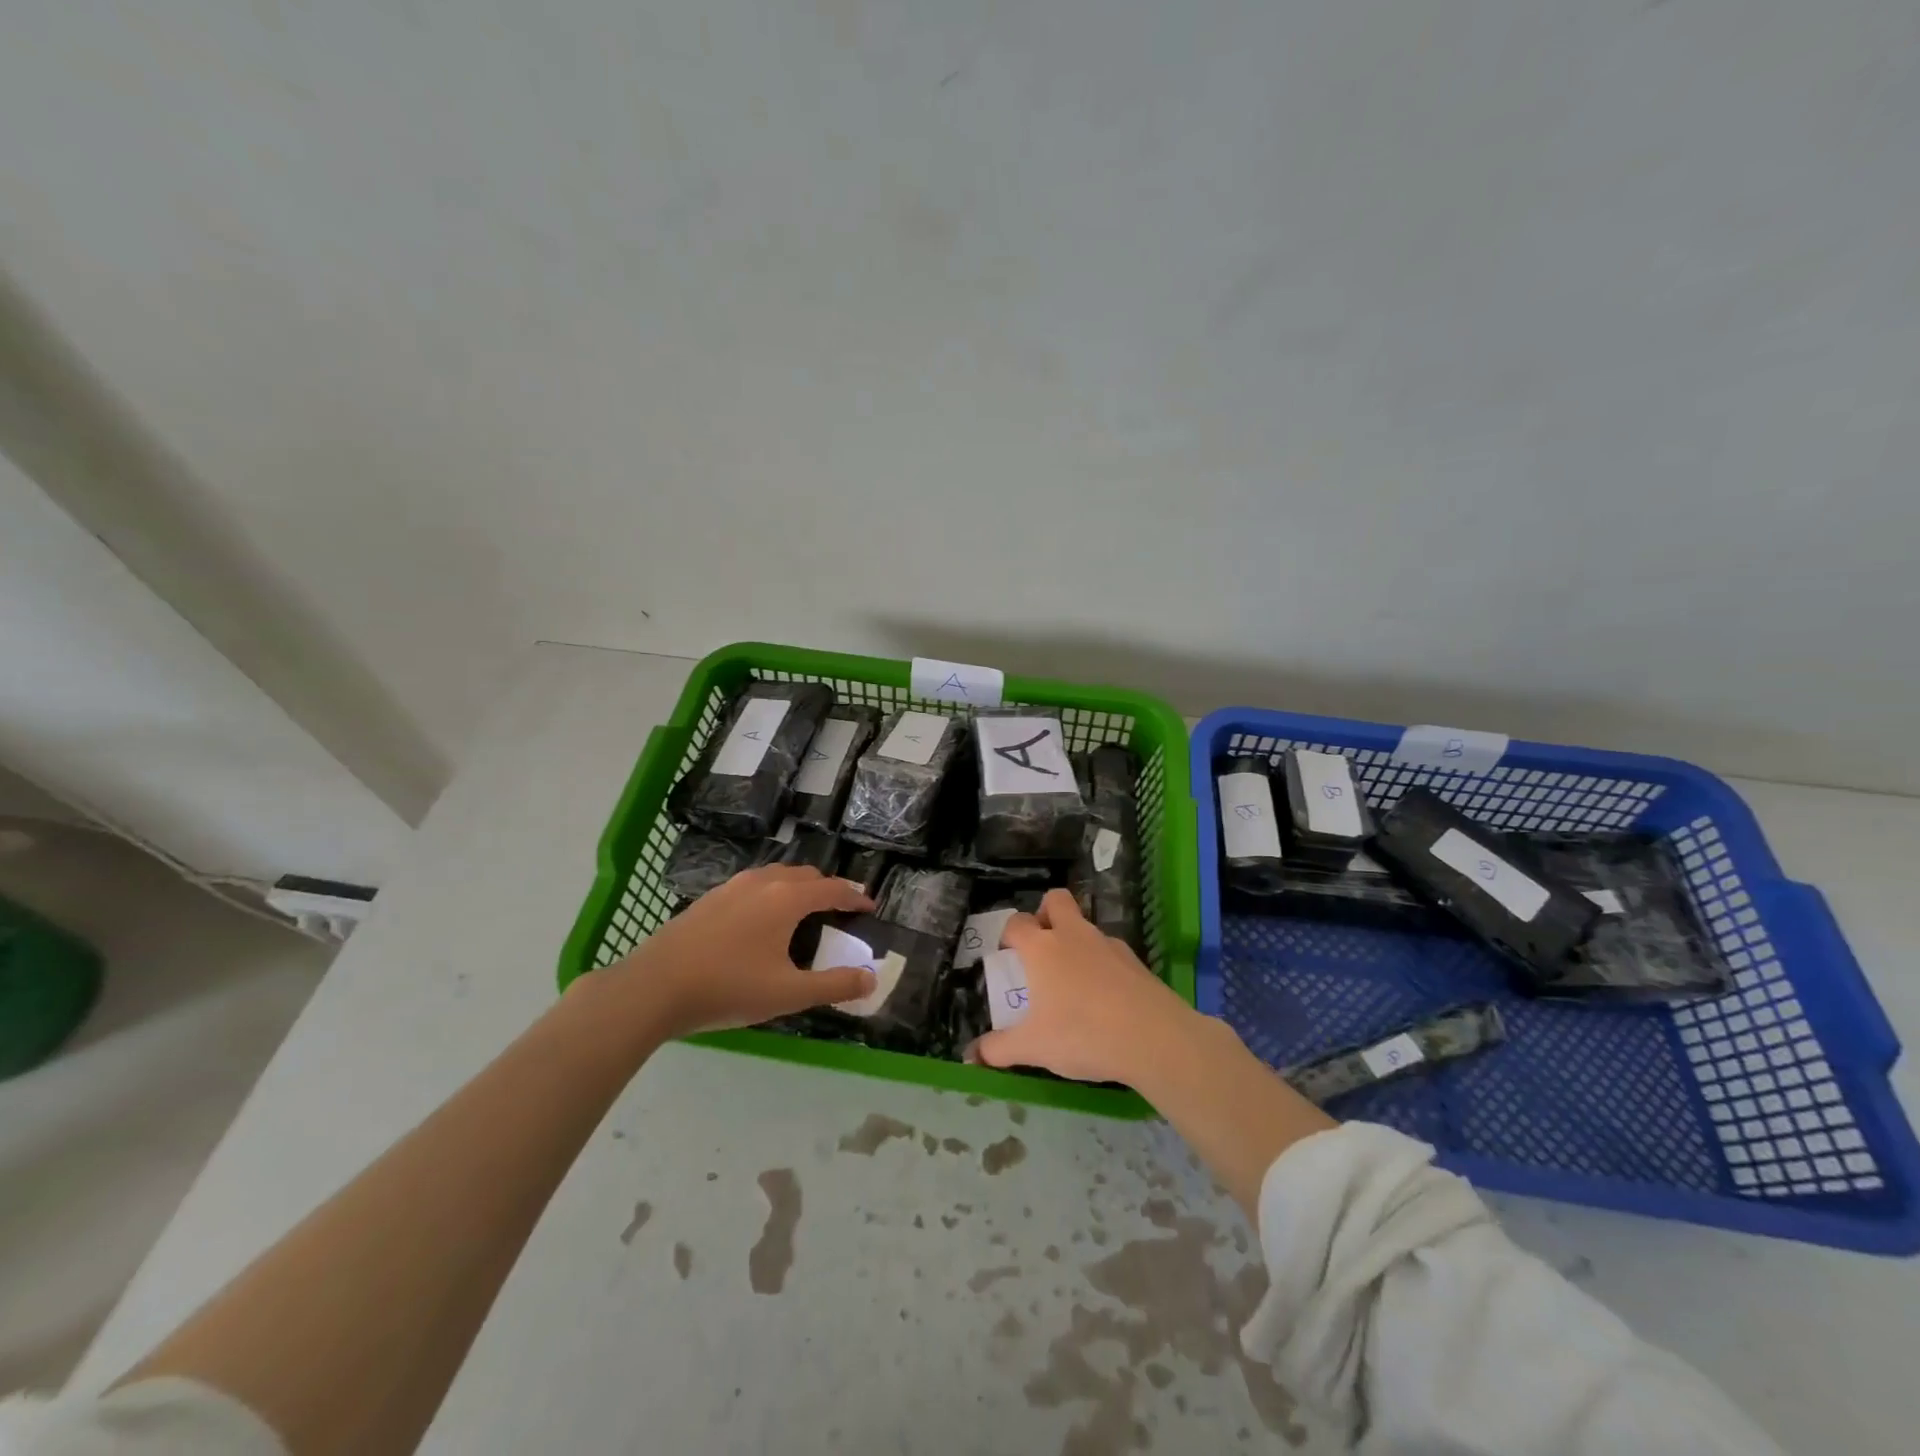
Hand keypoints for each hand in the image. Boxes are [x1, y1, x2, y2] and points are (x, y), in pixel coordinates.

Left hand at [603, 865, 876, 1037]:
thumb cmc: (728, 988)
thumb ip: (834, 985)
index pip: (832, 889)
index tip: (870, 906)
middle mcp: (762, 882)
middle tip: (839, 909)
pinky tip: (761, 920)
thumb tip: (871, 977)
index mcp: (787, 898)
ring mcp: (731, 887)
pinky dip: (771, 893)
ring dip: (797, 887)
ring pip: (776, 876)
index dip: (855, 896)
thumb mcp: (788, 993)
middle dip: (827, 889)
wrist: (654, 987)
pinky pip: (753, 885)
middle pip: (805, 876)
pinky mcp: (709, 898)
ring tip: (803, 910)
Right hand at [974, 889, 1201, 1086]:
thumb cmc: (1082, 1034)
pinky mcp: (1134, 960)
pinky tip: (1105, 998)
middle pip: (1056, 900)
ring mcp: (1107, 944)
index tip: (1008, 956)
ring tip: (1073, 981)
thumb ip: (999, 1049)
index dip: (1008, 935)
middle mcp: (1073, 935)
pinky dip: (1102, 964)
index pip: (1017, 923)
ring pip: (1085, 925)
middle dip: (1045, 913)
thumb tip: (972, 1055)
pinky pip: (1110, 951)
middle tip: (1041, 948)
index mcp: (1042, 948)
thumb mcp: (1034, 1048)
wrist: (1153, 1037)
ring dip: (1075, 941)